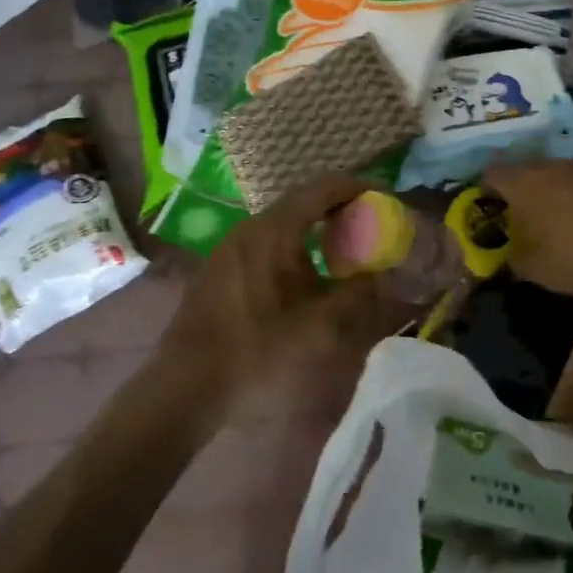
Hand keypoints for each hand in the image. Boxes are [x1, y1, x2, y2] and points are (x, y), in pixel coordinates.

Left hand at [166, 175, 406, 413]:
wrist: (186, 384)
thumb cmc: (257, 350)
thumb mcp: (319, 327)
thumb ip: (359, 294)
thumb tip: (385, 274)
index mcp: (275, 230)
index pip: (323, 188)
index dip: (357, 187)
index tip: (383, 198)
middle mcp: (251, 227)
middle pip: (303, 201)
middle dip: (339, 207)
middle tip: (369, 224)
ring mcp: (232, 245)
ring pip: (283, 221)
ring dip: (316, 226)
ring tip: (343, 248)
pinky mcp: (221, 266)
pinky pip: (267, 239)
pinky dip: (295, 243)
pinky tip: (306, 273)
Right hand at [484, 160, 572, 299]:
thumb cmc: (570, 258)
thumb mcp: (529, 267)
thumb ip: (511, 256)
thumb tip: (509, 256)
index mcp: (522, 182)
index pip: (492, 174)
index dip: (486, 189)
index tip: (488, 206)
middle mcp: (552, 167)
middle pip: (527, 170)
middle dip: (522, 189)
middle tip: (523, 214)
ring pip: (561, 175)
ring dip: (556, 191)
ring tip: (560, 218)